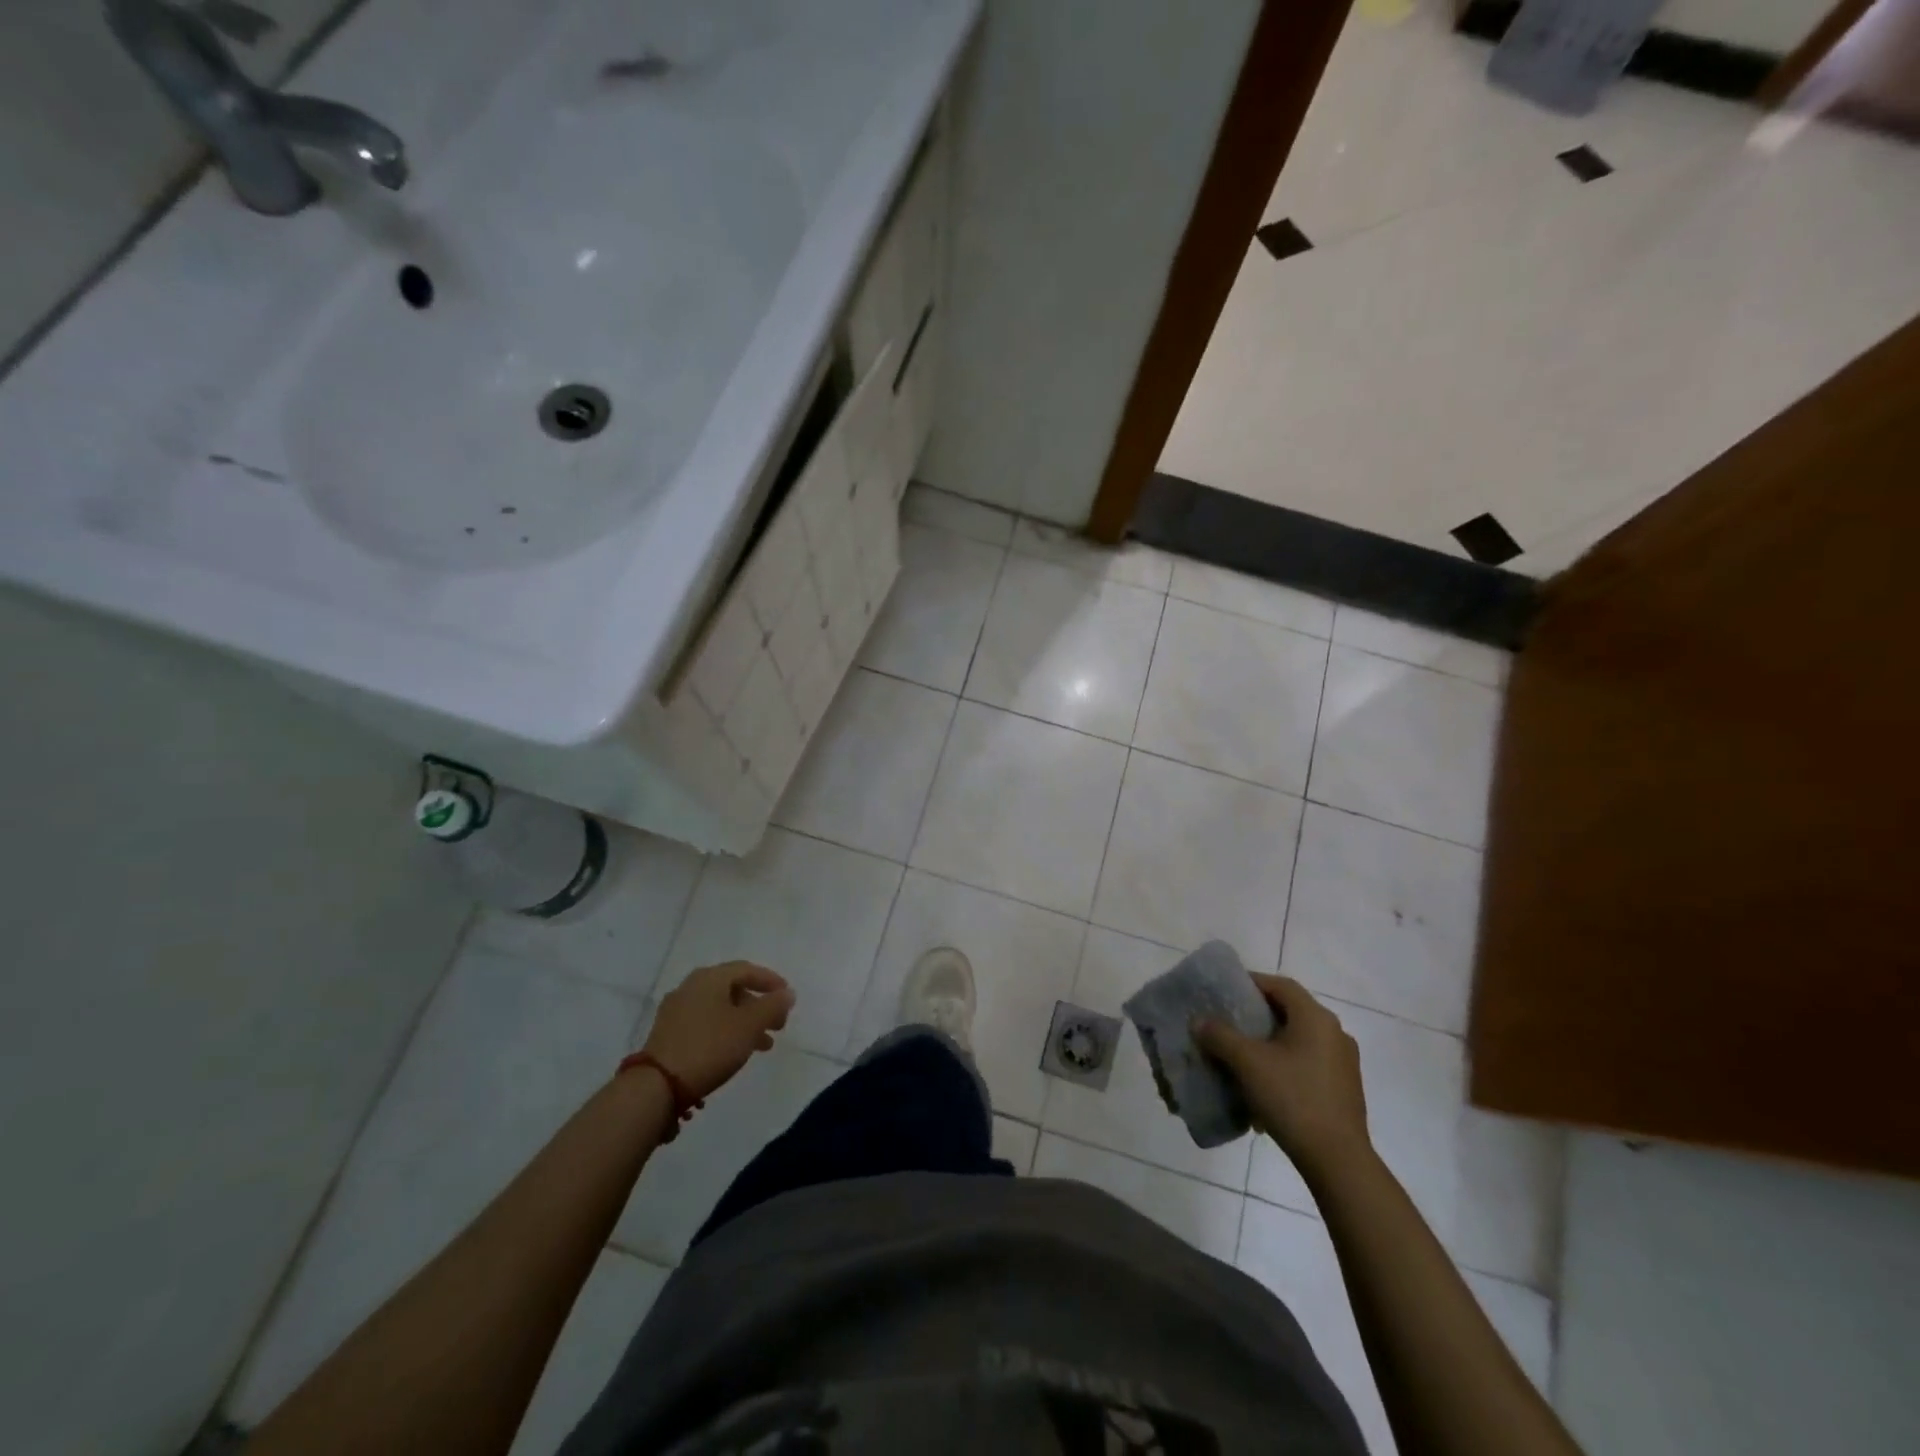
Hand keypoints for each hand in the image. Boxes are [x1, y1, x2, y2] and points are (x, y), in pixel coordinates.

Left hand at [642, 961, 794, 1099]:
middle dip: (759, 1006)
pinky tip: (734, 1051)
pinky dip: (725, 1031)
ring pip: (719, 1008)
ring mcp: (675, 1010)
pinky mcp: (667, 1033)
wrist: (656, 1086)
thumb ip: (772, 1006)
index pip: (747, 969)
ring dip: (744, 1022)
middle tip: (778, 1025)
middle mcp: (691, 986)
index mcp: (710, 977)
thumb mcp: (749, 1026)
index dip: (771, 981)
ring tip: (762, 1046)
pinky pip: (705, 1023)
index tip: (787, 997)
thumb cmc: (709, 1047)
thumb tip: (787, 993)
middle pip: (733, 989)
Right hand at [1193, 974, 1368, 1175]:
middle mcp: (1334, 1033)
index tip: (1225, 992)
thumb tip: (1199, 1022)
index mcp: (1316, 1018)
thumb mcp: (1247, 1063)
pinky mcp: (1344, 1089)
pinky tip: (1264, 1087)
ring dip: (1270, 1043)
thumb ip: (1220, 1036)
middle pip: (1289, 1011)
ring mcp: (1343, 1063)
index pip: (1280, 985)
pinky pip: (1307, 1064)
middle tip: (1228, 1022)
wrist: (1337, 1160)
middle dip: (1257, 1015)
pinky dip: (1284, 1065)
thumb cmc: (1292, 1098)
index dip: (1251, 983)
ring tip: (1242, 1056)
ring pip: (1298, 1040)